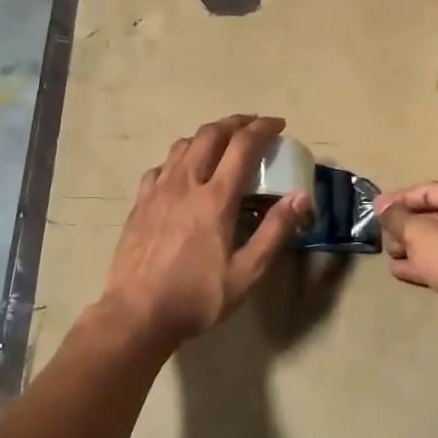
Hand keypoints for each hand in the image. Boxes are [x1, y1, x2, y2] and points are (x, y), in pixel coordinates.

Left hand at [100, 114, 310, 352]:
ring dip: (207, 135)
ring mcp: (158, 190)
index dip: (262, 128)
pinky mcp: (140, 202)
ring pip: (183, 145)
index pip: (242, 146)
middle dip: (236, 122)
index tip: (277, 125)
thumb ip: (275, 231)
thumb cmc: (197, 297)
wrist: (136, 314)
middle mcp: (185, 184)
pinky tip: (184, 172)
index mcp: (215, 199)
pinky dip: (180, 158)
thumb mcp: (246, 273)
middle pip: (210, 134)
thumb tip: (301, 196)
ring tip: (222, 142)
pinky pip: (161, 166)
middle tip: (254, 125)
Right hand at [375, 182, 437, 313]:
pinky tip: (401, 271)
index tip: (376, 209)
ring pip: (435, 241)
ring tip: (390, 255)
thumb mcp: (416, 232)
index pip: (426, 190)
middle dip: (403, 226)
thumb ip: (395, 217)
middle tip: (383, 236)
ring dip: (409, 247)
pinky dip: (421, 264)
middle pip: (431, 216)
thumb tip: (382, 206)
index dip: (398, 198)